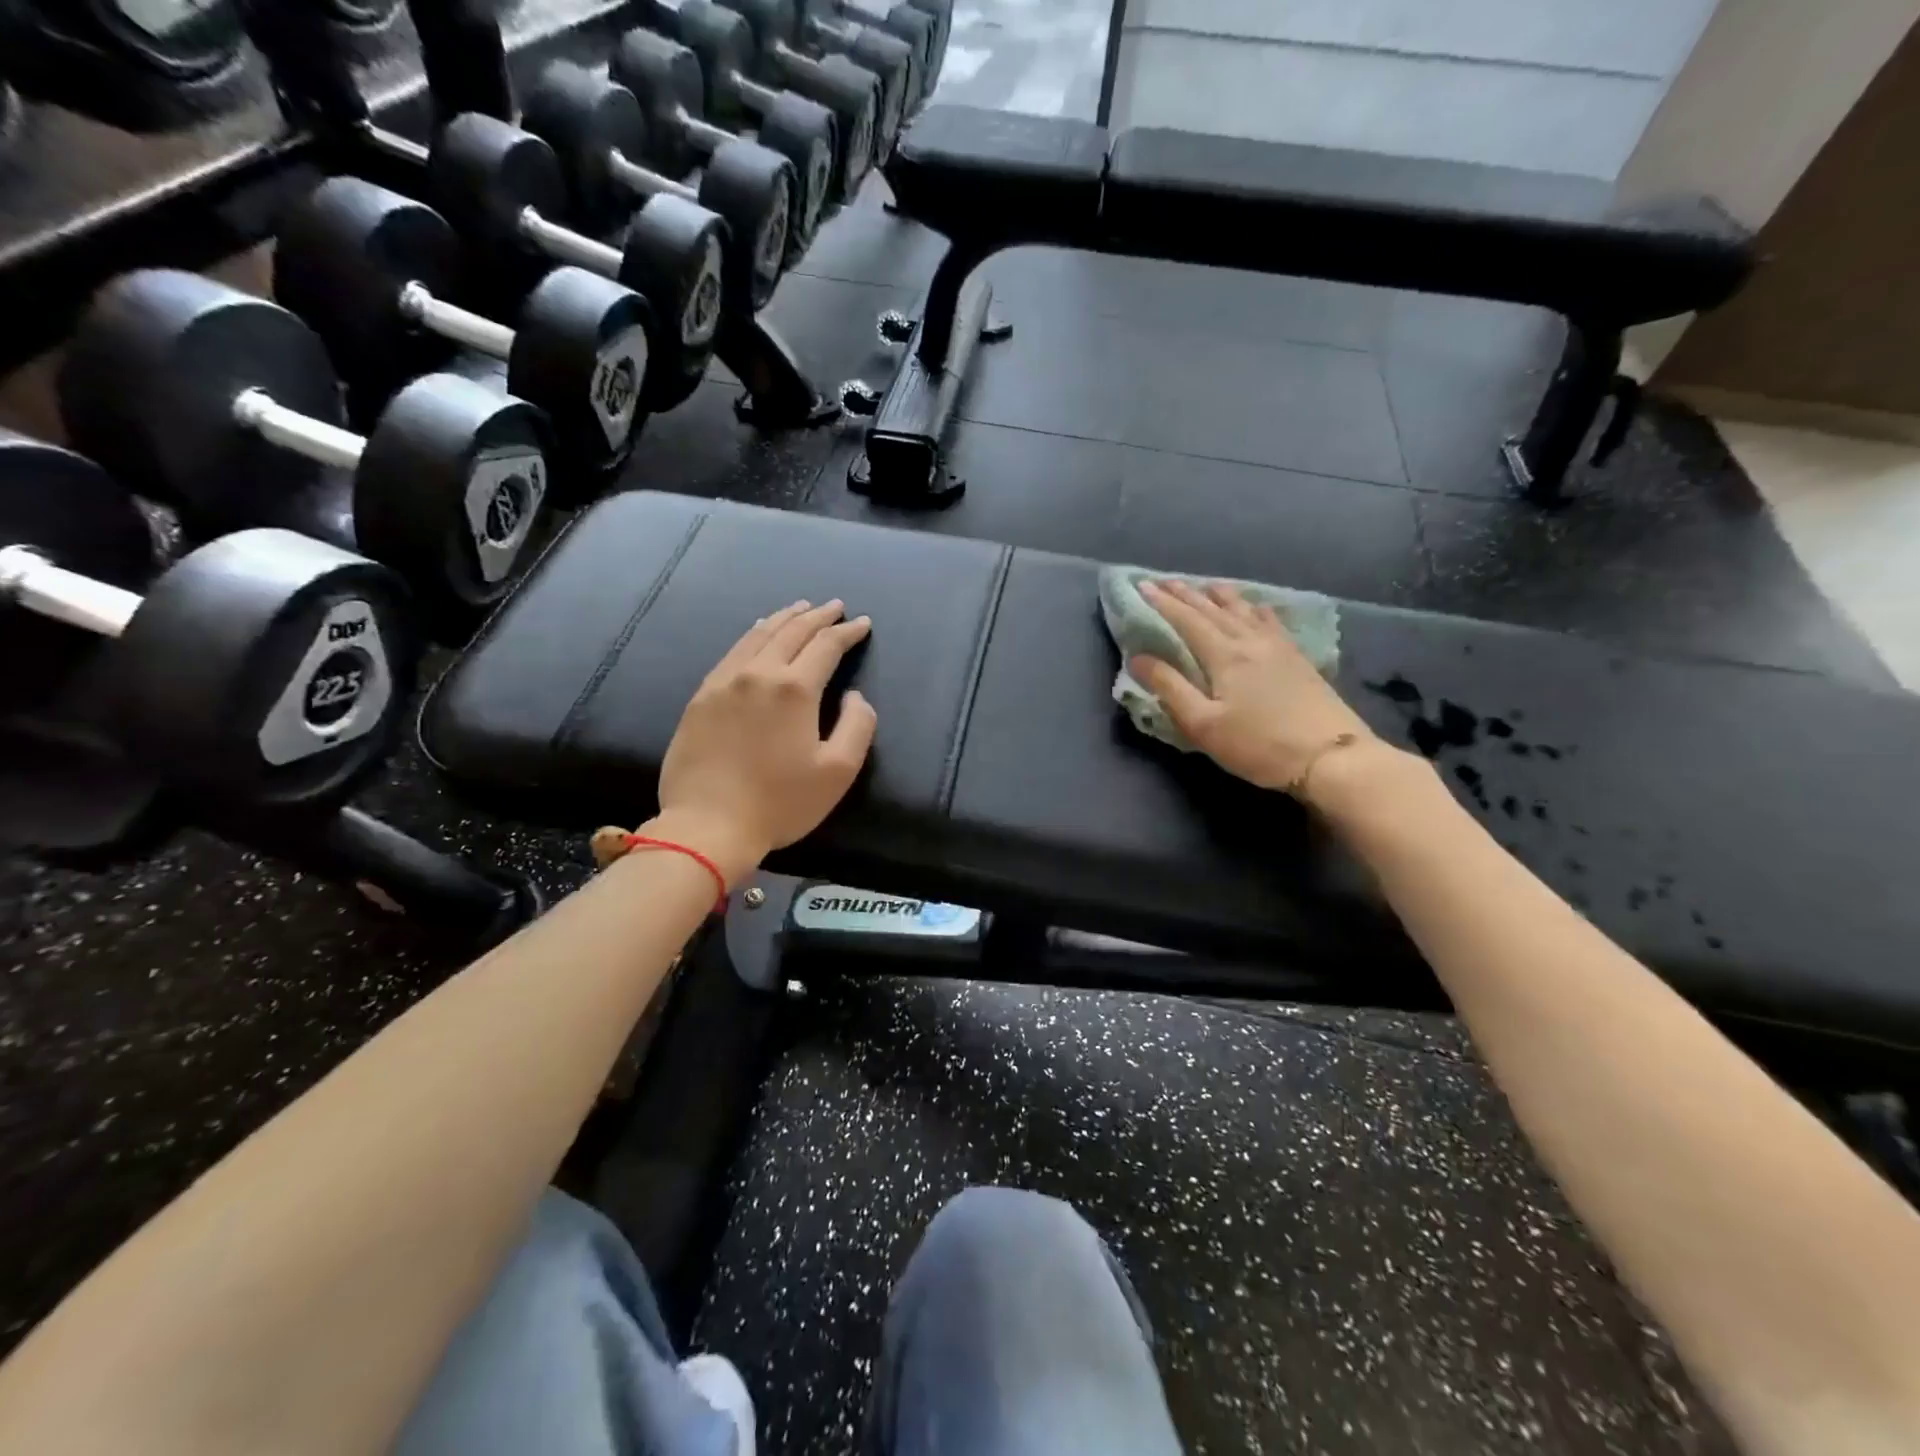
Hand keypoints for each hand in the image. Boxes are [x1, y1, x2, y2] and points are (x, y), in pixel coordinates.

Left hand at [652, 600, 876, 880]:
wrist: (708, 825)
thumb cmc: (780, 803)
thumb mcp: (838, 772)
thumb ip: (858, 726)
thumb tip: (854, 695)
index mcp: (795, 689)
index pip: (826, 646)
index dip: (847, 632)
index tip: (862, 623)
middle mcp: (759, 674)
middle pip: (792, 632)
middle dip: (817, 616)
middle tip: (834, 606)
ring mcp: (724, 682)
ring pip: (758, 635)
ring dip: (784, 619)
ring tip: (800, 609)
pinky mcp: (701, 697)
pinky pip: (732, 652)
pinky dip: (752, 635)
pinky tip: (757, 632)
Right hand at [1133, 580, 1374, 797]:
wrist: (1330, 757)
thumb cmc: (1258, 744)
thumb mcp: (1203, 724)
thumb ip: (1169, 688)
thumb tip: (1137, 658)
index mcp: (1224, 655)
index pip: (1186, 620)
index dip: (1162, 603)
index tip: (1142, 586)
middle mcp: (1250, 641)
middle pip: (1213, 610)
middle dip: (1186, 594)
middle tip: (1164, 580)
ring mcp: (1278, 647)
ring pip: (1244, 610)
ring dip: (1220, 595)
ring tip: (1206, 585)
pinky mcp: (1297, 658)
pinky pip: (1269, 620)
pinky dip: (1254, 608)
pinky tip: (1256, 607)